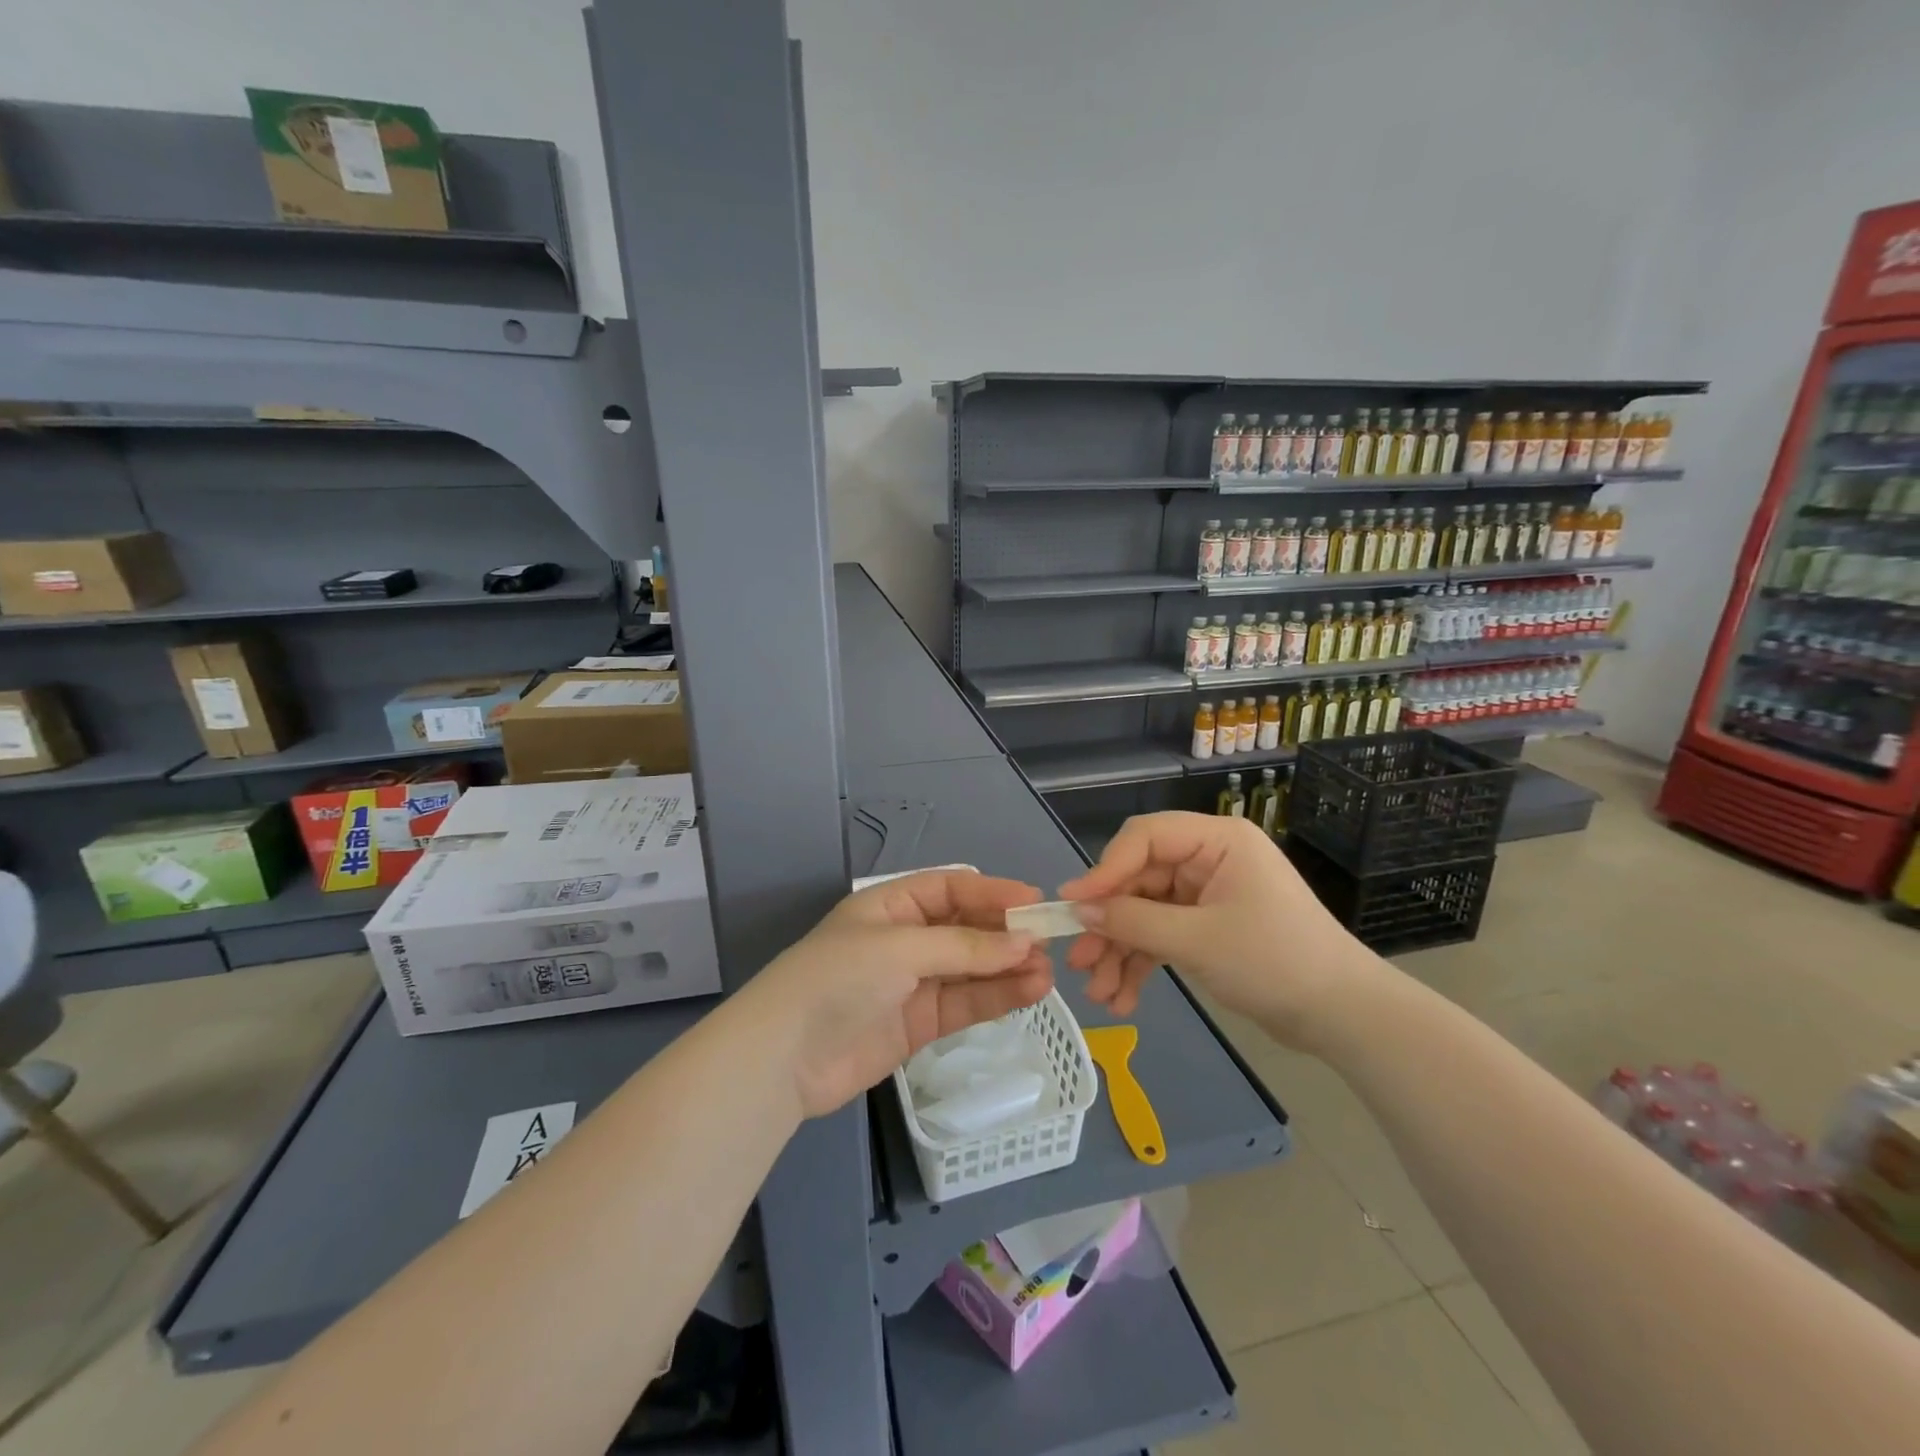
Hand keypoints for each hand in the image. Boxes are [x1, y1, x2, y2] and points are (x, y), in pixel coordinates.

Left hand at [749, 871, 1054, 1117]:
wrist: (785, 1057)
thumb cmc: (839, 978)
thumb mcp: (900, 948)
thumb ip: (964, 947)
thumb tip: (1024, 944)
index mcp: (892, 905)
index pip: (951, 888)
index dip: (992, 892)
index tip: (1034, 902)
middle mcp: (906, 938)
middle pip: (966, 928)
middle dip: (1006, 934)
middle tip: (1048, 942)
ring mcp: (914, 982)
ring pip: (972, 969)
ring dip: (1008, 968)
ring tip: (1047, 972)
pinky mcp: (920, 1023)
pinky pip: (966, 1003)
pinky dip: (997, 998)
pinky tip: (1030, 992)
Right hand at [1058, 812, 1379, 1049]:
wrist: (1342, 1017)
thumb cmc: (1275, 962)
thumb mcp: (1197, 941)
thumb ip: (1133, 922)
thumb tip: (1079, 912)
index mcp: (1215, 841)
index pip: (1144, 839)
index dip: (1104, 870)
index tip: (1072, 906)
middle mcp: (1208, 859)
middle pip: (1139, 881)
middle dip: (1109, 925)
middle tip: (1079, 962)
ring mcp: (1207, 895)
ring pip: (1145, 913)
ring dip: (1120, 952)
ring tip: (1100, 994)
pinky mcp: (1208, 927)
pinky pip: (1162, 935)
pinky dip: (1142, 963)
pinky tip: (1123, 998)